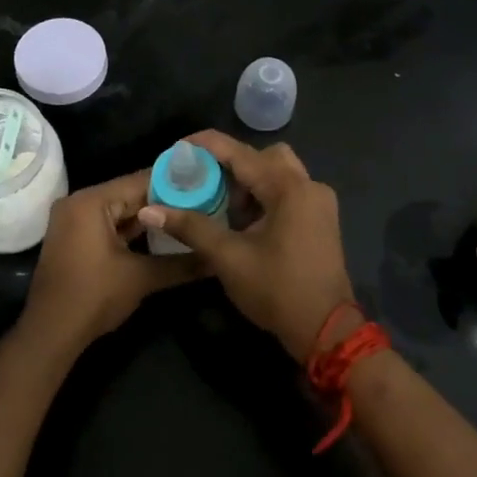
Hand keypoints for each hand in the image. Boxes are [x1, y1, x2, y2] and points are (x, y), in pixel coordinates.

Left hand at [21, 170, 199, 353]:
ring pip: (120, 210)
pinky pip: (108, 223)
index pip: (140, 181)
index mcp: (92, 201)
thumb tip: (216, 259)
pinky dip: (131, 229)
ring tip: (188, 215)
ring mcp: (73, 219)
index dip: (174, 183)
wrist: (50, 332)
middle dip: (164, 201)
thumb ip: (181, 264)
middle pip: (129, 194)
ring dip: (149, 216)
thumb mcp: (141, 278)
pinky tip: (162, 234)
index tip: (205, 184)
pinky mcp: (74, 237)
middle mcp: (79, 202)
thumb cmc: (94, 297)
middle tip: (202, 201)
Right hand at [136, 131, 355, 361]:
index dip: (206, 146)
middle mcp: (308, 185)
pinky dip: (265, 196)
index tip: (178, 149)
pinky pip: (289, 191)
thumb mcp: (228, 258)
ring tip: (224, 209)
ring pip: (278, 172)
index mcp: (288, 188)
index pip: (240, 152)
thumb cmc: (277, 290)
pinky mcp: (321, 219)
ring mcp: (319, 202)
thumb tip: (150, 210)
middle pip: (264, 156)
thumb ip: (191, 227)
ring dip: (249, 183)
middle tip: (207, 186)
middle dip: (232, 166)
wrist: (327, 331)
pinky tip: (246, 223)